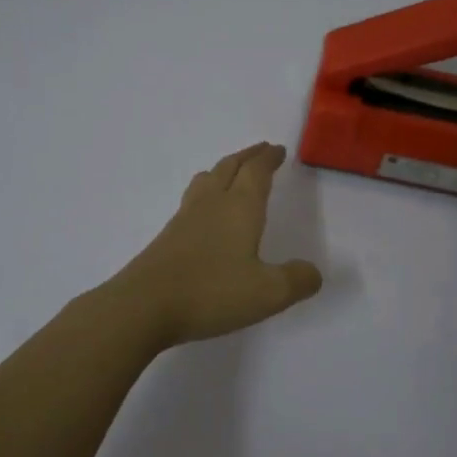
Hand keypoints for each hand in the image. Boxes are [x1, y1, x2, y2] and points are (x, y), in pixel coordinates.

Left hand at [108, 143, 323, 349]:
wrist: (143, 306)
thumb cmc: (211, 292)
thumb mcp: (268, 293)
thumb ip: (297, 280)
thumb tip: (313, 272)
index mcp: (239, 208)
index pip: (256, 171)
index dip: (268, 158)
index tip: (278, 150)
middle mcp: (211, 205)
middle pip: (229, 168)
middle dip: (248, 157)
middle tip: (261, 152)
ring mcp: (184, 220)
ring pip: (206, 181)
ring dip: (223, 171)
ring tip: (232, 174)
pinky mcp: (167, 238)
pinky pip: (191, 202)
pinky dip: (206, 194)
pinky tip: (205, 215)